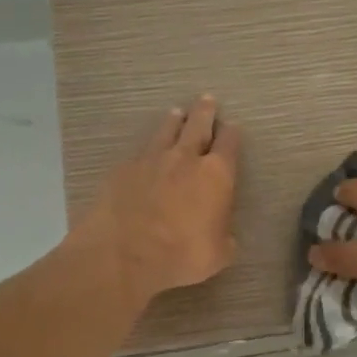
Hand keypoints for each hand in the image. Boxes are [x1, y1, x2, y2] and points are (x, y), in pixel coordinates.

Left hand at [77, 96, 240, 303]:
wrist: (124, 254)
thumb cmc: (181, 256)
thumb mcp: (218, 254)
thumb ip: (223, 235)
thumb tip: (222, 232)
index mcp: (216, 175)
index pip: (229, 144)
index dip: (232, 135)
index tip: (233, 127)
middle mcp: (185, 158)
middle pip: (198, 126)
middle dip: (205, 112)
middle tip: (207, 100)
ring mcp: (151, 159)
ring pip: (166, 130)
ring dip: (174, 121)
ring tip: (177, 113)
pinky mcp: (123, 168)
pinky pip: (140, 151)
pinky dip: (147, 148)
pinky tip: (145, 151)